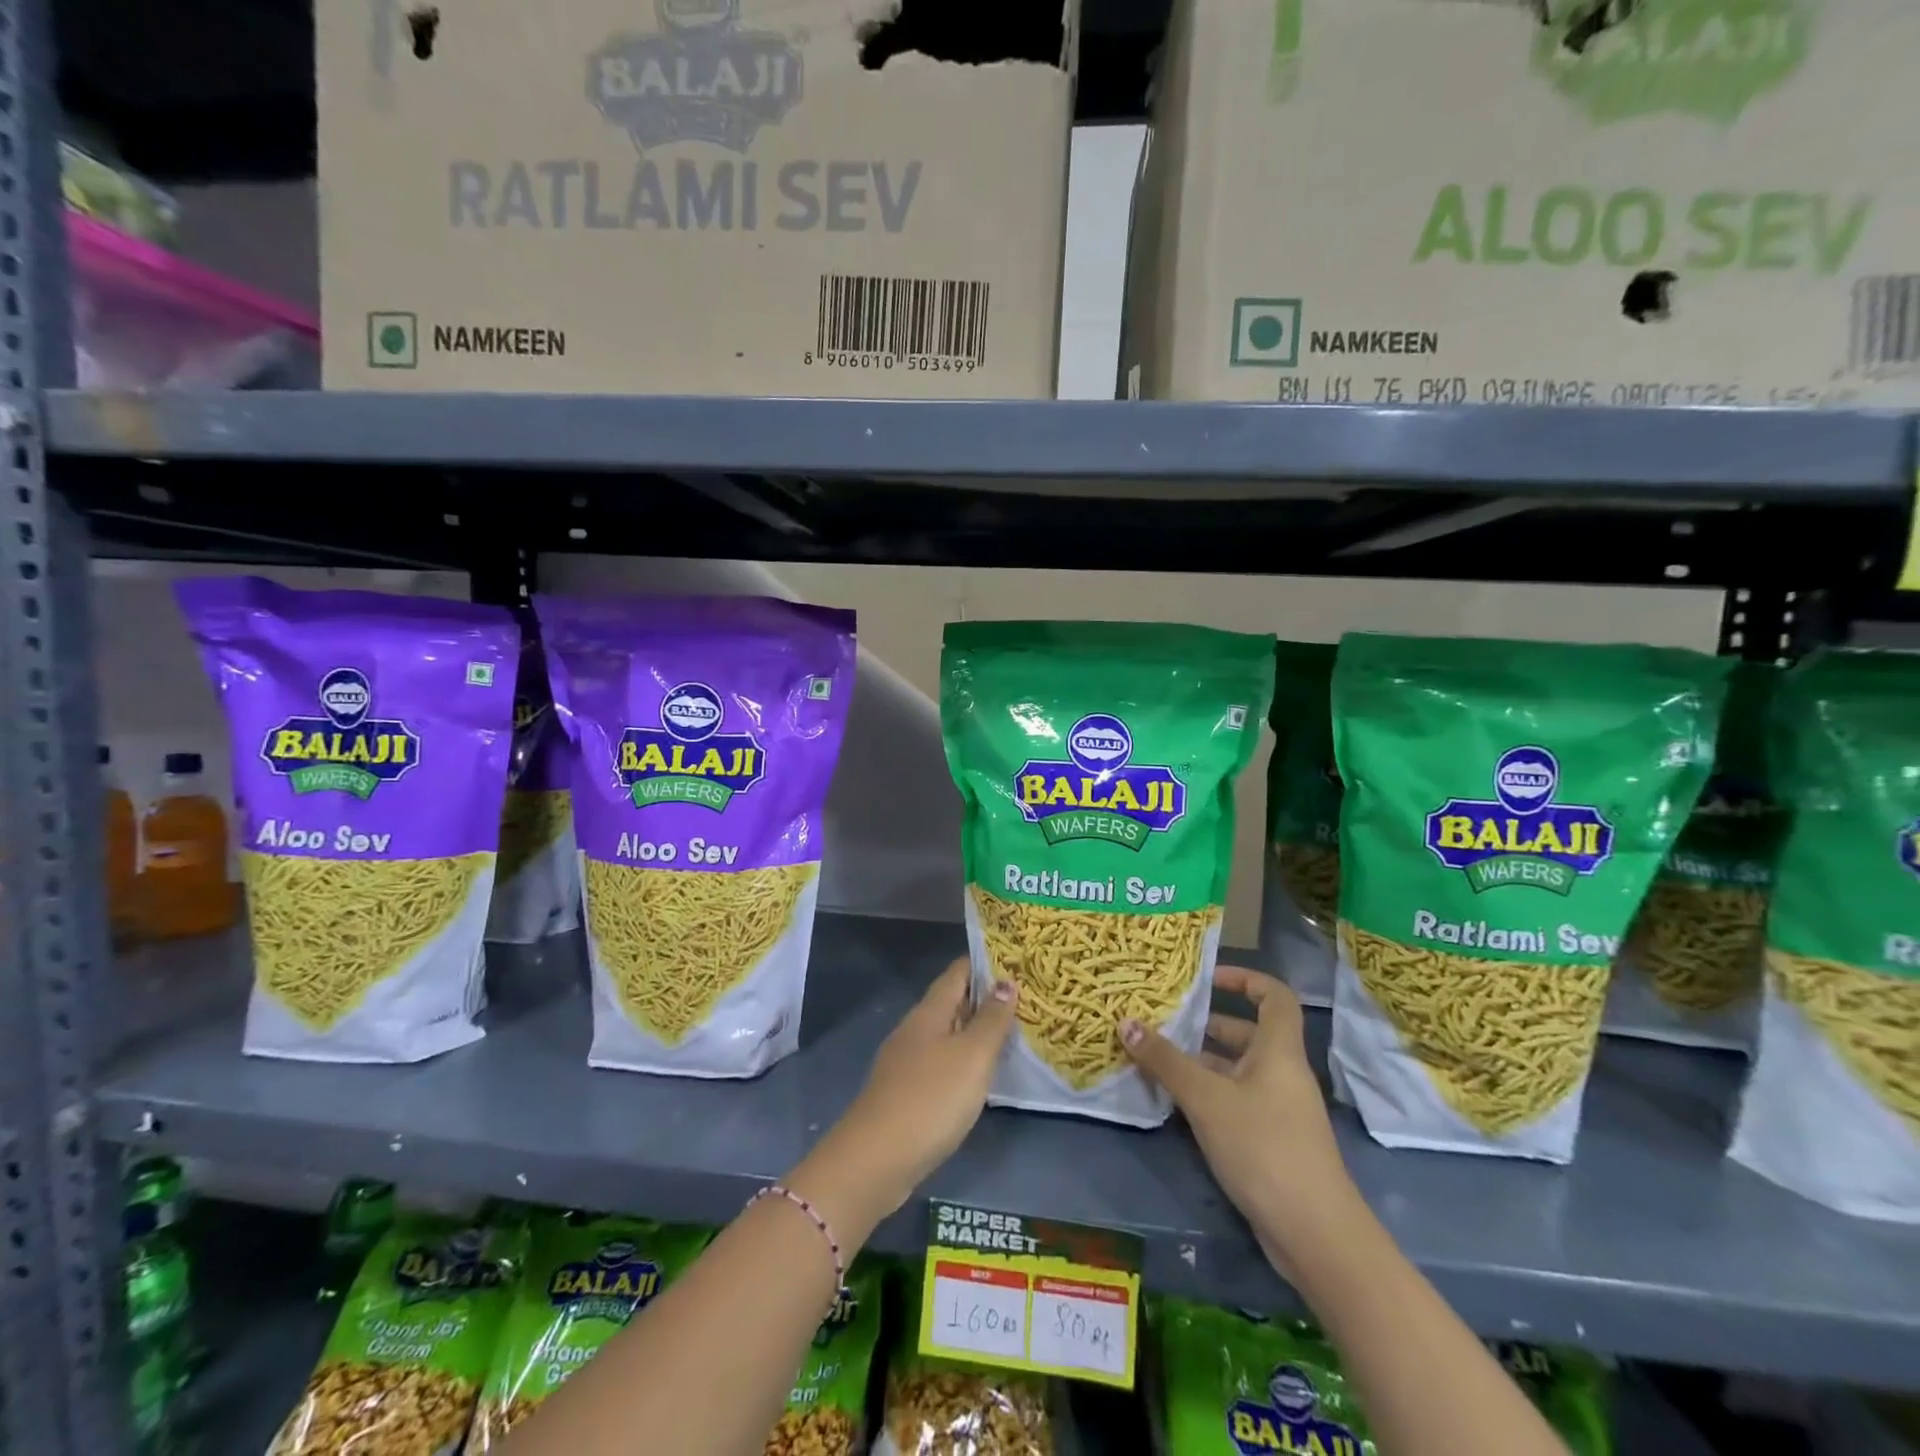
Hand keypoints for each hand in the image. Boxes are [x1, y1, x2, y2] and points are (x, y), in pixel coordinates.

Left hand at [795, 959, 1016, 1229]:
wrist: (875, 1160)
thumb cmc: (931, 1098)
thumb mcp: (972, 1056)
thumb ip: (991, 1019)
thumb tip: (1006, 981)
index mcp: (929, 1012)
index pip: (958, 973)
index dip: (985, 963)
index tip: (1016, 961)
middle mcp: (915, 1030)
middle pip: (952, 1002)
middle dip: (984, 998)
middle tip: (1026, 999)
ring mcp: (906, 1062)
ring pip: (946, 1035)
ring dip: (975, 1032)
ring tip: (1011, 1035)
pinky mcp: (905, 1093)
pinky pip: (940, 1064)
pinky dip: (963, 1062)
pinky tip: (980, 1077)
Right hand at [1120, 966, 1354, 1269]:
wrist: (1314, 1234)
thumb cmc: (1263, 1147)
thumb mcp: (1206, 1099)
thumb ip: (1165, 1061)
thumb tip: (1126, 1022)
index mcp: (1278, 1051)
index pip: (1274, 996)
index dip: (1245, 979)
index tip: (1208, 979)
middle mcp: (1282, 1073)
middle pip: (1248, 1033)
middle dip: (1207, 1025)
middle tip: (1165, 1022)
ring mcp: (1279, 1109)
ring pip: (1237, 1070)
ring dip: (1201, 1062)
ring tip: (1157, 1059)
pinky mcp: (1270, 1140)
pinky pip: (1235, 1100)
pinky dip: (1207, 1094)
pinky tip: (1174, 1103)